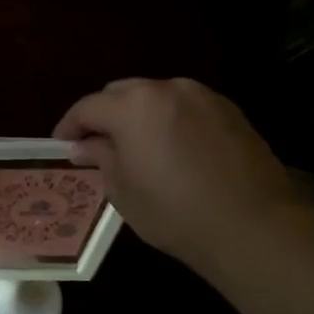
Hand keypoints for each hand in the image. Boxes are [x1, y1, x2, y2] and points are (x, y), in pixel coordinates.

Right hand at [54, 78, 308, 273]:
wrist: (252, 225)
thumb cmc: (174, 211)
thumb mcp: (122, 190)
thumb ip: (100, 158)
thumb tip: (86, 146)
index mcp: (132, 106)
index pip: (87, 107)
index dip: (69, 127)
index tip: (61, 146)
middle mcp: (166, 88)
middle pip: (121, 93)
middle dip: (103, 115)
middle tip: (96, 145)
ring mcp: (202, 96)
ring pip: (155, 96)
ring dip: (138, 115)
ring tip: (135, 146)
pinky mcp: (229, 110)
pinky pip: (185, 107)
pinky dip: (169, 120)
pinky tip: (171, 149)